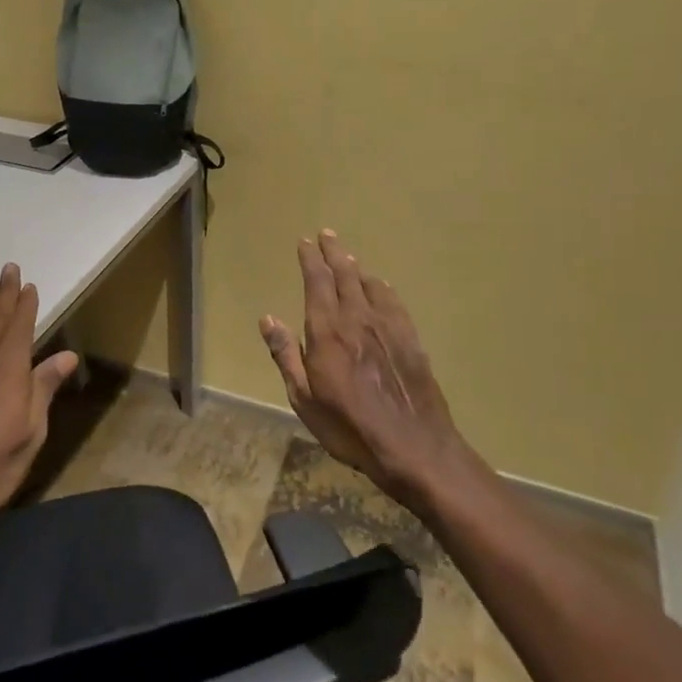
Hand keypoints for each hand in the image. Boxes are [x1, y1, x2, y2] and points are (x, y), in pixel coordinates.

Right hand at [260, 230, 473, 513]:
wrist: (414, 447)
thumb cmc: (349, 427)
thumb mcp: (304, 399)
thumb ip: (286, 355)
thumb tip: (268, 319)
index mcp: (327, 331)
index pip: (317, 283)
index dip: (310, 260)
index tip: (305, 242)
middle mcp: (358, 319)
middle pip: (344, 275)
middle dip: (334, 253)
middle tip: (327, 234)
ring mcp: (388, 328)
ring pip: (370, 285)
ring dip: (356, 267)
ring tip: (348, 256)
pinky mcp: (411, 340)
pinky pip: (394, 303)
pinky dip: (383, 288)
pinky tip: (381, 285)